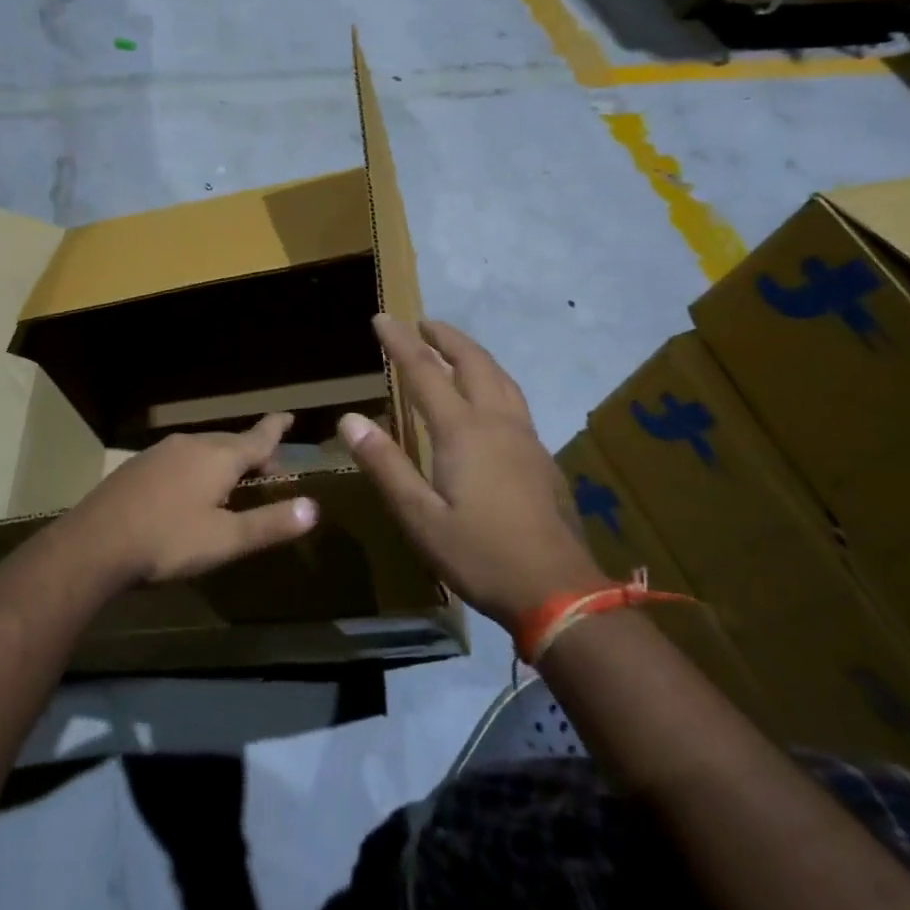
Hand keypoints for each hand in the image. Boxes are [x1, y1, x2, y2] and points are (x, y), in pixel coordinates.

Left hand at [61, 413, 319, 586]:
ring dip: (223, 460)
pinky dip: (197, 467)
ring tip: (232, 482)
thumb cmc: (168, 541)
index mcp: (218, 457)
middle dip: (252, 453)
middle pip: (230, 442)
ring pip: (203, 448)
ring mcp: (161, 452)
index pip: (257, 437)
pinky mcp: (138, 466)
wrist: (96, 542)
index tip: (288, 415)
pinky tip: (188, 490)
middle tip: (268, 471)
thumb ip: (270, 523)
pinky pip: (180, 458)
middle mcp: (192, 444)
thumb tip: (314, 507)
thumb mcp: (226, 540)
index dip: (275, 428)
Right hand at [339, 315, 604, 630]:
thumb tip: (350, 418)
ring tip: (455, 348)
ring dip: (474, 354)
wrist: (559, 592)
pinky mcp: (541, 458)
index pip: (424, 371)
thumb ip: (385, 465)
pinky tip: (490, 399)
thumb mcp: (419, 517)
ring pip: (500, 377)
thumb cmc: (480, 554)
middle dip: (445, 337)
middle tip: (423, 323)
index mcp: (463, 431)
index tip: (381, 318)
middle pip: (472, 363)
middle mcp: (496, 422)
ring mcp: (525, 438)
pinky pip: (514, 399)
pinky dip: (493, 379)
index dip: (400, 342)